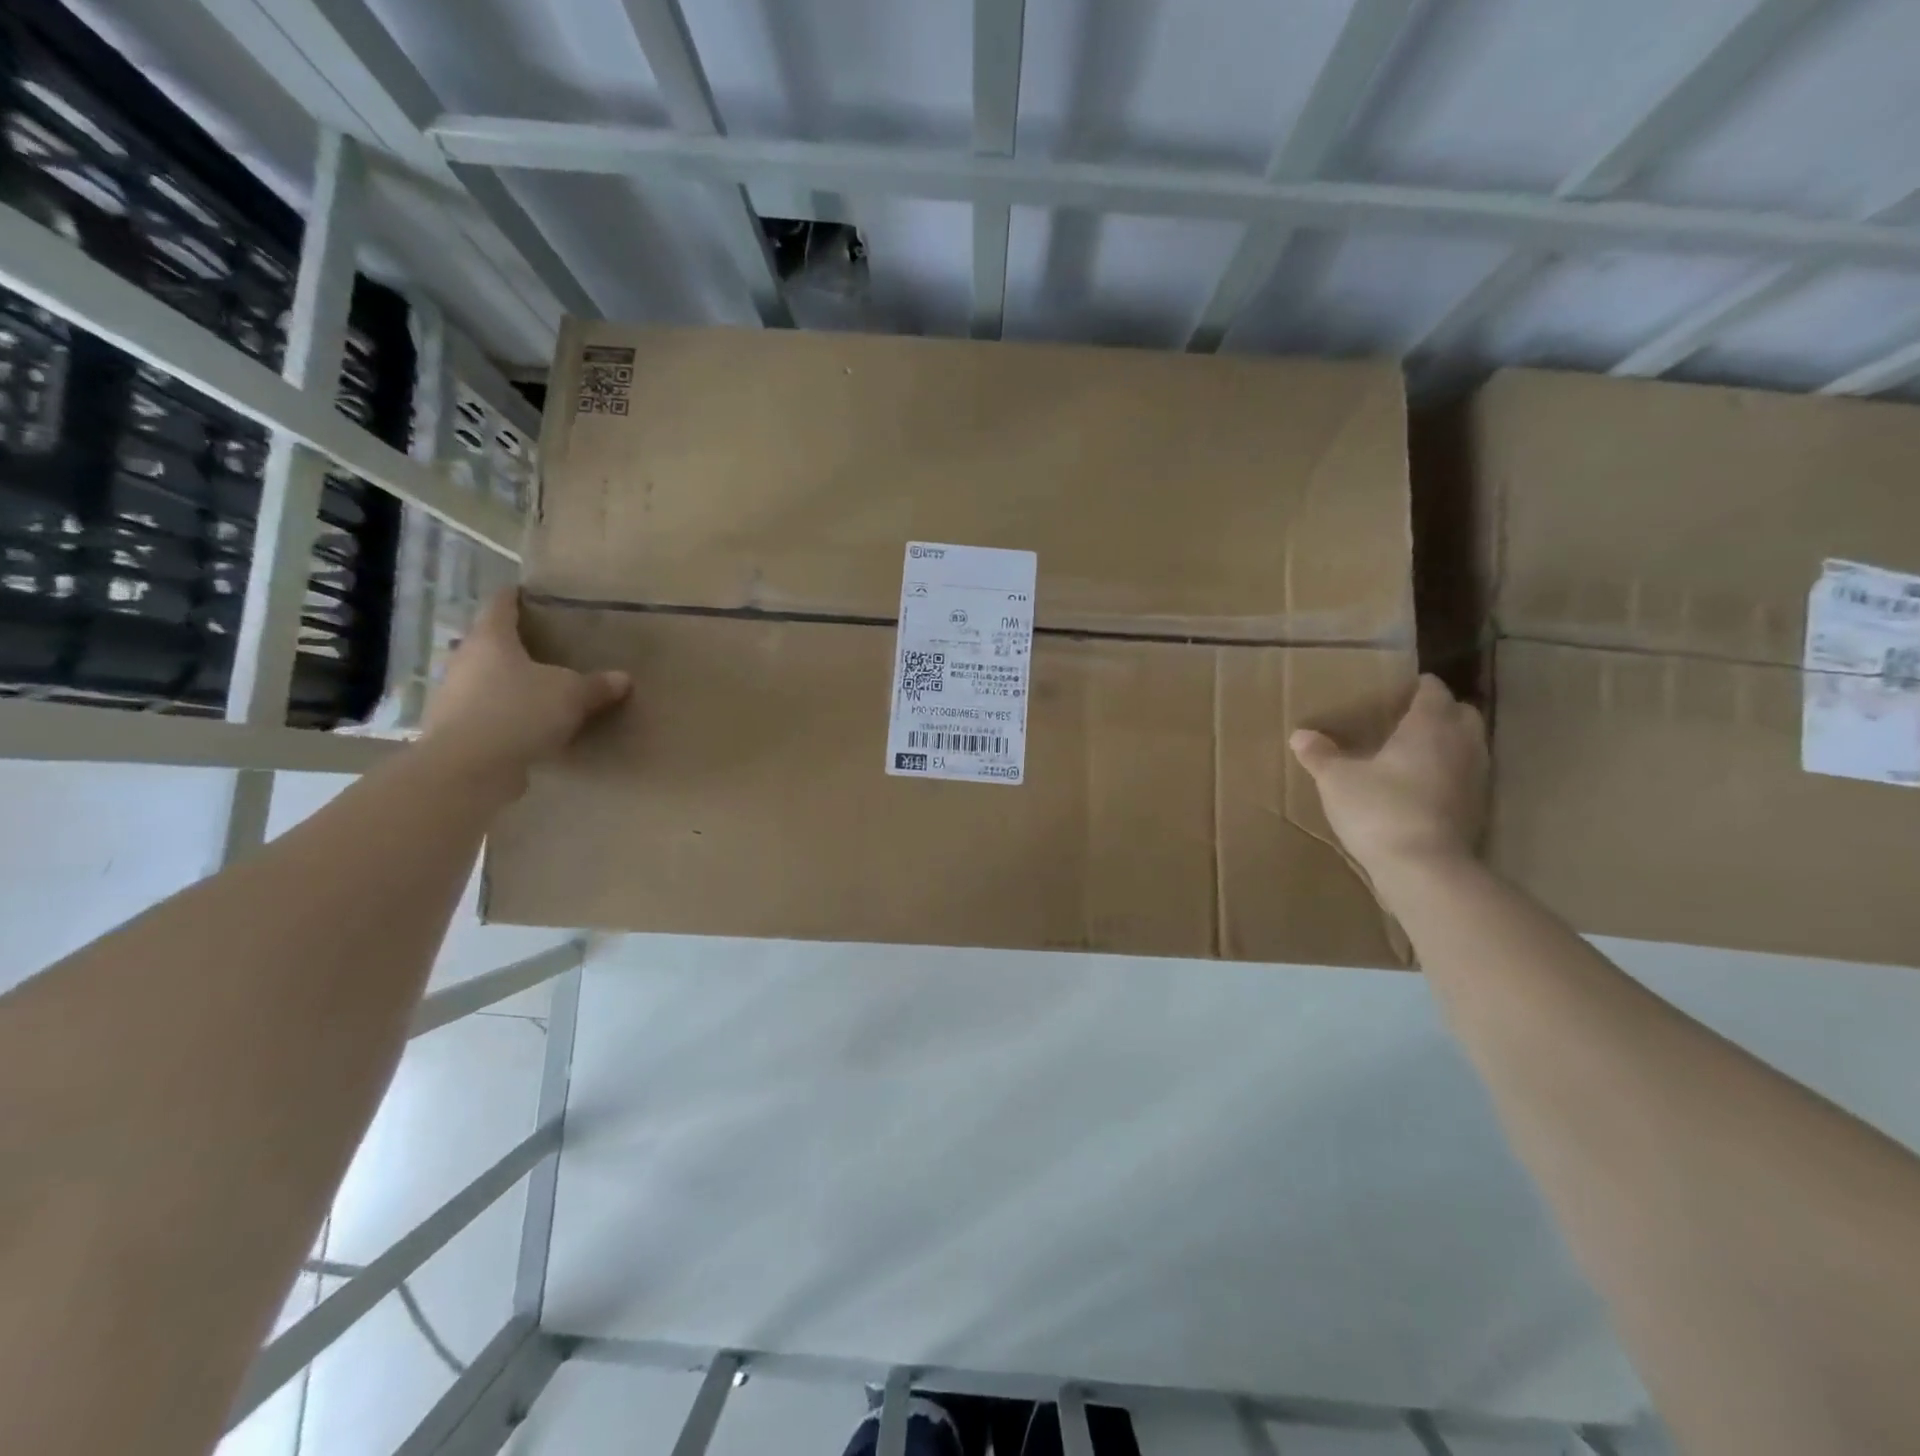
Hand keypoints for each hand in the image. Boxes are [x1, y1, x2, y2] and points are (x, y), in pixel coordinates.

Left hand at [422, 589, 629, 781]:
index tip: (525, 592)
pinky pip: (483, 714)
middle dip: (510, 644)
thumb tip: (623, 678)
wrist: (468, 768)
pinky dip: (501, 715)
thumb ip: (596, 685)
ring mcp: (453, 697)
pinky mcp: (454, 731)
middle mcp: (464, 661)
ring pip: (482, 679)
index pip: (500, 606)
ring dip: (503, 682)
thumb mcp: (571, 695)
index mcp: (490, 640)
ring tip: (534, 689)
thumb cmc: (519, 711)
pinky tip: (524, 727)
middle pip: (486, 643)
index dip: (514, 597)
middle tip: (538, 646)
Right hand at [1290, 674, 1486, 874]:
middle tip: (1404, 719)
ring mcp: (1476, 776)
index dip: (1416, 685)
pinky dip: (1448, 773)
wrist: (1424, 868)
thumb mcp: (1336, 780)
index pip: (1433, 689)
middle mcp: (1461, 743)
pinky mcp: (1478, 807)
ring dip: (1446, 743)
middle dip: (1438, 711)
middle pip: (1460, 712)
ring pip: (1467, 745)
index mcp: (1429, 725)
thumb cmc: (1380, 809)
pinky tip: (1420, 786)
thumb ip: (1319, 754)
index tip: (1394, 689)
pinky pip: (1465, 775)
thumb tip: (1300, 735)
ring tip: (1411, 752)